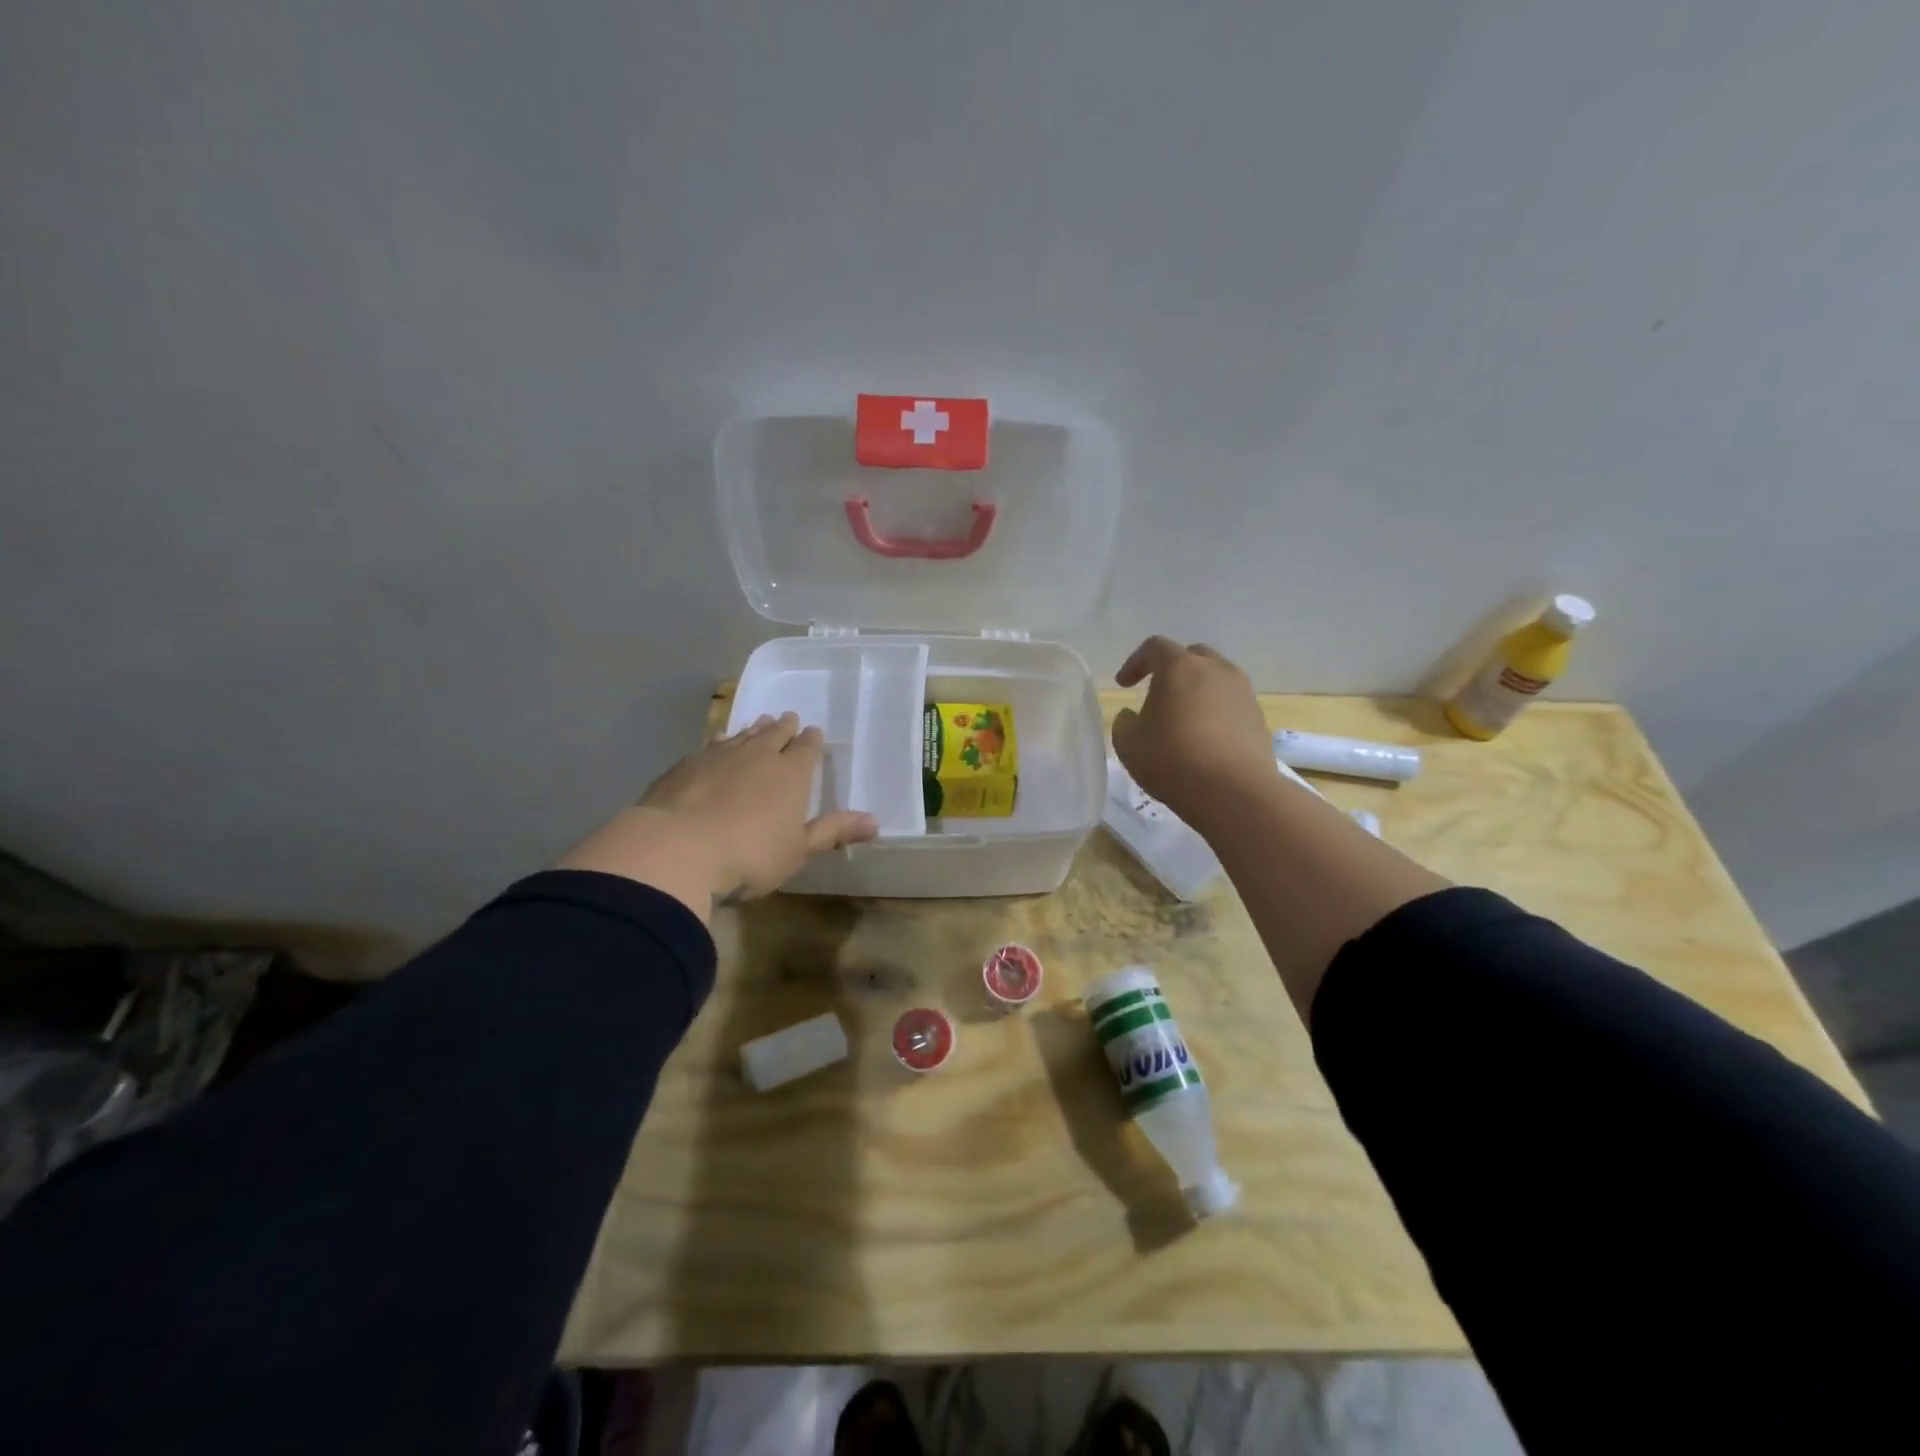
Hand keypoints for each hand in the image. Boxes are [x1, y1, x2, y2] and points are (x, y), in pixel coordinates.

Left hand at [556, 713, 878, 920]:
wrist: (676, 849)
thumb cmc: (749, 855)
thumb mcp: (798, 850)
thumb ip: (833, 831)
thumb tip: (875, 822)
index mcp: (791, 774)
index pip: (806, 749)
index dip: (811, 741)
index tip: (813, 732)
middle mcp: (758, 756)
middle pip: (775, 735)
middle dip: (784, 727)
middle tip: (789, 718)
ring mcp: (719, 756)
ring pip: (743, 735)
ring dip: (754, 729)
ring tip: (760, 722)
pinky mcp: (686, 765)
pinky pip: (711, 745)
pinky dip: (721, 741)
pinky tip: (719, 741)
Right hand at [1111, 637, 1277, 830]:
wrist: (1235, 792)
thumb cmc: (1173, 760)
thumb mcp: (1128, 743)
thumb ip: (1124, 722)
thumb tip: (1133, 716)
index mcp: (1180, 667)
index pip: (1154, 648)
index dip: (1135, 662)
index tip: (1124, 685)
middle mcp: (1216, 669)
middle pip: (1192, 656)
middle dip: (1171, 670)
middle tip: (1157, 695)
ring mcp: (1243, 692)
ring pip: (1216, 678)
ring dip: (1197, 690)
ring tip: (1183, 718)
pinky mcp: (1258, 717)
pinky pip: (1231, 703)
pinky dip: (1215, 711)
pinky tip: (1205, 739)